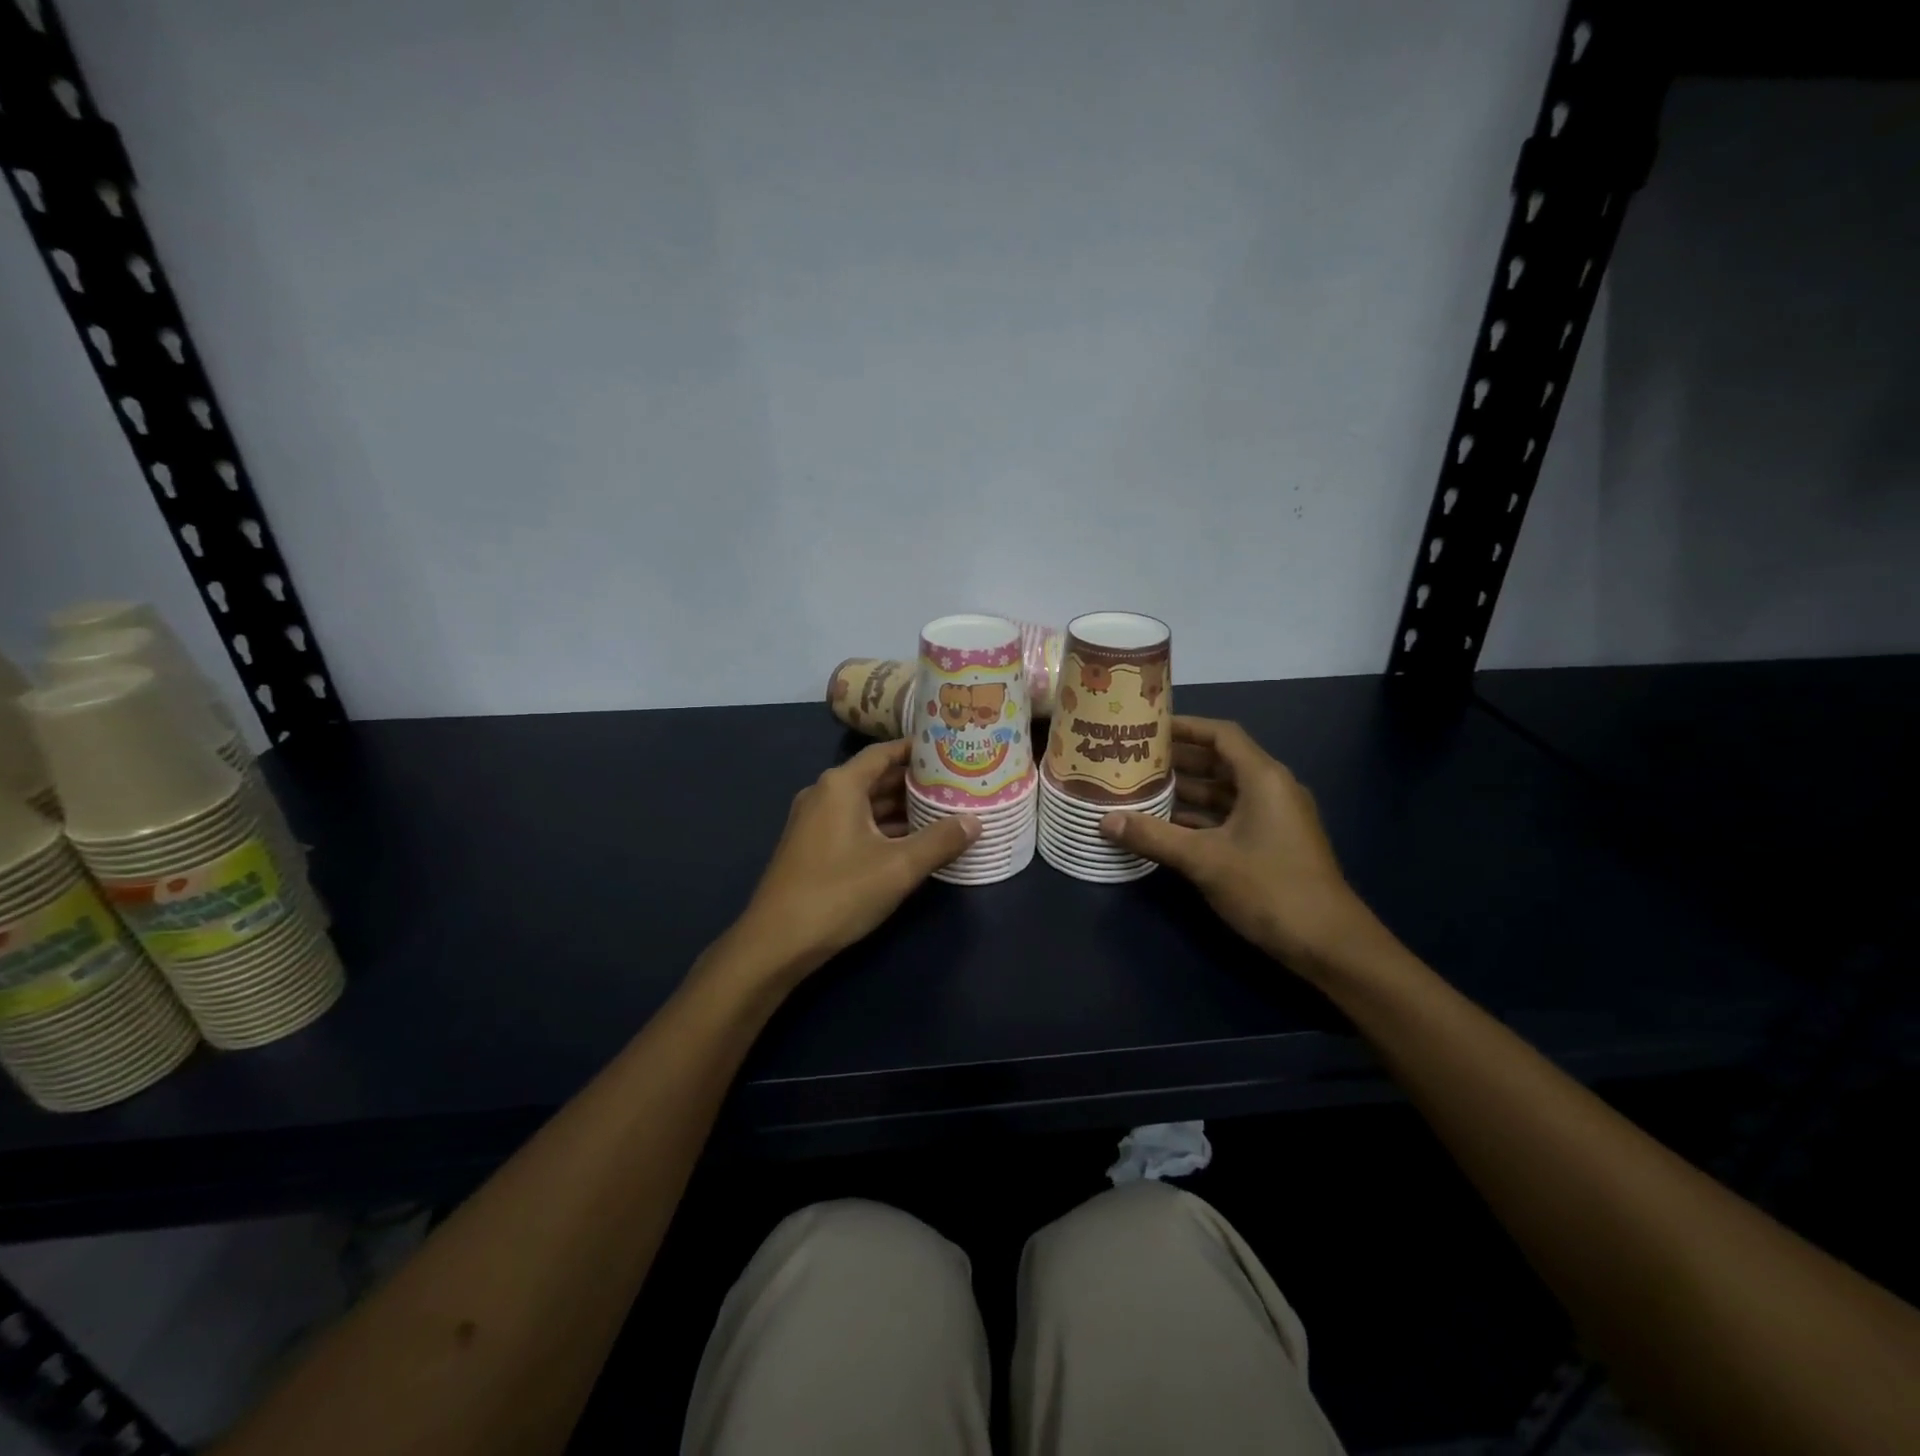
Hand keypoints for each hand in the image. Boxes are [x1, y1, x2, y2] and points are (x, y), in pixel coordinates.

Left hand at [736, 739, 978, 977]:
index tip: (950, 752)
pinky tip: (911, 843)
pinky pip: (854, 824)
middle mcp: (824, 794)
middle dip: (915, 782)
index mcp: (841, 785)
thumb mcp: (899, 867)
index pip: (884, 752)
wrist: (776, 943)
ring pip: (865, 804)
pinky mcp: (812, 846)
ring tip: (942, 812)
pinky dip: (882, 828)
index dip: (918, 751)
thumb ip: (940, 841)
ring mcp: (814, 821)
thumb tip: (975, 821)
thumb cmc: (839, 893)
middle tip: (955, 784)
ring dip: (900, 808)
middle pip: (875, 777)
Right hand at [1099, 716, 1378, 973]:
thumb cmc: (1269, 887)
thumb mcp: (1204, 859)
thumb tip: (1104, 821)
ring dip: (1186, 792)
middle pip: (1220, 762)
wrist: (1329, 944)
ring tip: (1140, 790)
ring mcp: (1273, 819)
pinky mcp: (1271, 844)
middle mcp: (1271, 790)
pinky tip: (1164, 827)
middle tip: (1133, 760)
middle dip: (1178, 761)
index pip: (1221, 735)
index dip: (1185, 727)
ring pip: (1223, 794)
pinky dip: (1199, 819)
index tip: (1147, 729)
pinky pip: (1229, 818)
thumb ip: (1153, 836)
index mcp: (1263, 778)